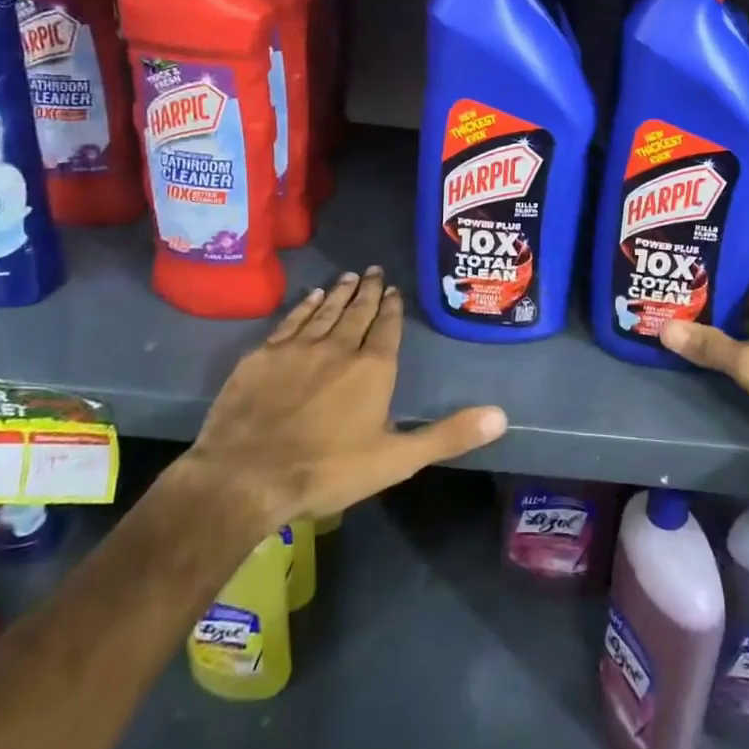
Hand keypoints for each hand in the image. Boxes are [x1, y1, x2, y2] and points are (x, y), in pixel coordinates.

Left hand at [178, 267, 506, 533]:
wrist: (246, 477)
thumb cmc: (327, 470)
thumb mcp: (397, 460)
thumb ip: (448, 435)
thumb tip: (501, 416)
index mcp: (373, 368)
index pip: (386, 328)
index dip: (391, 307)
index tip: (393, 289)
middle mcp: (339, 347)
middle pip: (357, 311)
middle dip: (368, 290)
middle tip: (373, 270)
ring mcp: (298, 347)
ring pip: (325, 310)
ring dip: (339, 292)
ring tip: (348, 276)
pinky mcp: (263, 355)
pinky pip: (291, 320)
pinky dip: (304, 306)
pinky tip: (310, 296)